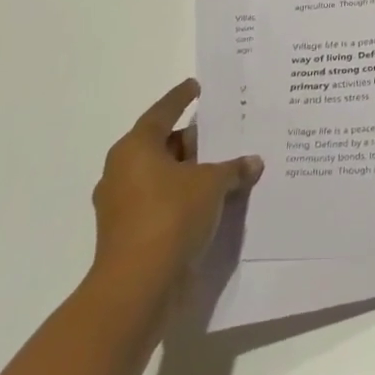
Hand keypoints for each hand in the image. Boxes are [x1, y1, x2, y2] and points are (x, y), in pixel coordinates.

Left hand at [89, 80, 262, 305]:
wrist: (138, 287)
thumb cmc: (171, 217)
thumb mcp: (212, 184)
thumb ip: (234, 168)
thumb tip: (252, 162)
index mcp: (135, 149)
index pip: (162, 112)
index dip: (181, 97)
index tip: (197, 86)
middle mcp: (122, 172)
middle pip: (161, 144)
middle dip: (192, 139)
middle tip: (222, 130)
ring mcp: (121, 206)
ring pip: (161, 175)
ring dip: (189, 171)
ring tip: (223, 165)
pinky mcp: (128, 233)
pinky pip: (161, 201)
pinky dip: (183, 196)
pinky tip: (211, 198)